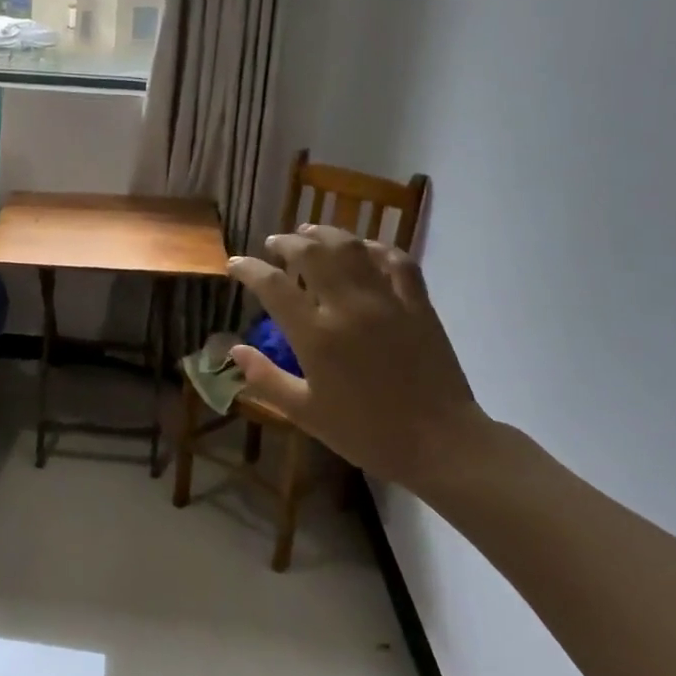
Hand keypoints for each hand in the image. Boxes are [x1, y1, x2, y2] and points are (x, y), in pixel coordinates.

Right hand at [226, 226, 486, 487]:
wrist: (440, 443)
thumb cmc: (366, 433)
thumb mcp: (305, 413)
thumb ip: (266, 379)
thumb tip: (234, 350)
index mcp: (316, 336)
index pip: (273, 286)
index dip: (248, 270)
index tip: (235, 265)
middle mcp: (348, 307)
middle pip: (312, 253)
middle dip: (286, 243)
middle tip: (273, 245)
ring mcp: (387, 301)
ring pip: (352, 248)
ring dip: (326, 234)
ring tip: (310, 232)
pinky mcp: (418, 304)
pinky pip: (397, 261)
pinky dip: (377, 248)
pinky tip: (364, 249)